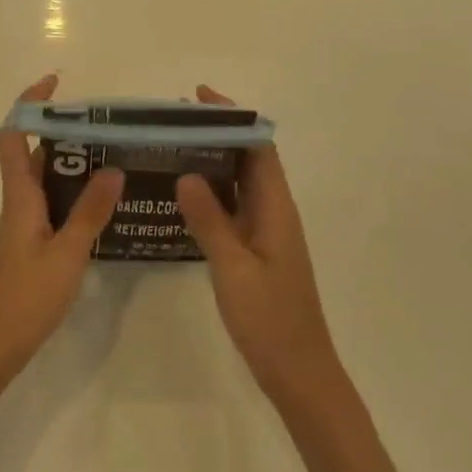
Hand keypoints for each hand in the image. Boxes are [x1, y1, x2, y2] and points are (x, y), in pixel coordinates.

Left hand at [0, 74, 123, 384]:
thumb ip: (89, 212)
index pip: (15, 134)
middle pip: (36, 154)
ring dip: (74, 166)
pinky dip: (74, 197)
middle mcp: (19, 202)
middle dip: (67, 134)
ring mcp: (23, 225)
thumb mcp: (65, 254)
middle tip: (109, 128)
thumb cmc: (22, 298)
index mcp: (20, 195)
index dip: (31, 104)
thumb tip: (112, 167)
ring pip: (46, 181)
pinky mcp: (30, 246)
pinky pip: (52, 206)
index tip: (56, 83)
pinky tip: (103, 208)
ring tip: (117, 159)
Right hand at [175, 86, 340, 408]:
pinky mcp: (257, 251)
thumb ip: (210, 220)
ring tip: (172, 147)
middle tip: (174, 121)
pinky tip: (183, 195)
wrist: (299, 374)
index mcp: (276, 209)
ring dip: (213, 161)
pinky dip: (211, 192)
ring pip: (240, 183)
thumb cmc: (270, 320)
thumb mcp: (233, 268)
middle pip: (249, 159)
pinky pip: (234, 207)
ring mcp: (267, 233)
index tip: (199, 98)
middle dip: (218, 134)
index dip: (233, 118)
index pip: (258, 147)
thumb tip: (187, 173)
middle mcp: (274, 212)